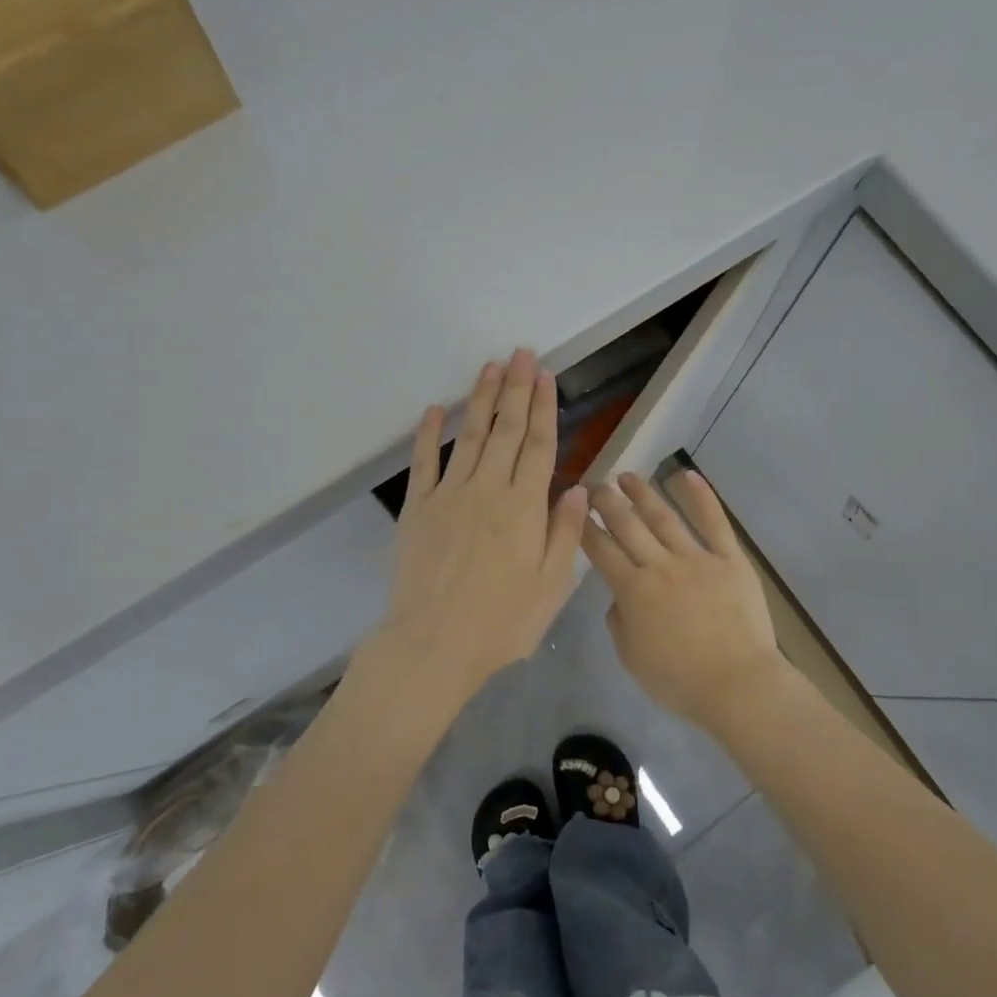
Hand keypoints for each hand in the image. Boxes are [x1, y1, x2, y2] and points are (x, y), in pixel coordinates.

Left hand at [367, 350, 589, 706]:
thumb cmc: (502, 621)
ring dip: (481, 400)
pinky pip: (424, 462)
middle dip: (516, 389)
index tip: (546, 376)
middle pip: (506, 430)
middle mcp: (488, 489)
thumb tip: (578, 488)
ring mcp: (449, 495)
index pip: (539, 445)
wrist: (434, 643)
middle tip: (521, 353)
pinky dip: (429, 434)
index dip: (544, 407)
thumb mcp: (551, 585)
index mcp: (524, 506)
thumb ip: (565, 533)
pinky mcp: (418, 508)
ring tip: (490, 367)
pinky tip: (436, 409)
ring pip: (470, 436)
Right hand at [581, 470, 787, 733]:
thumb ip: (618, 623)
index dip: (585, 527)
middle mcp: (660, 566)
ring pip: (664, 517)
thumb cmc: (680, 681)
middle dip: (607, 502)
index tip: (574, 508)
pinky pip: (715, 523)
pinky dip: (702, 497)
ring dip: (643, 493)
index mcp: (633, 591)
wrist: (737, 685)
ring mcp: (697, 559)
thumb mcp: (632, 659)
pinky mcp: (730, 559)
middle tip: (594, 485)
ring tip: (627, 476)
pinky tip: (688, 474)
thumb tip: (618, 599)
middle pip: (628, 525)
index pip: (601, 551)